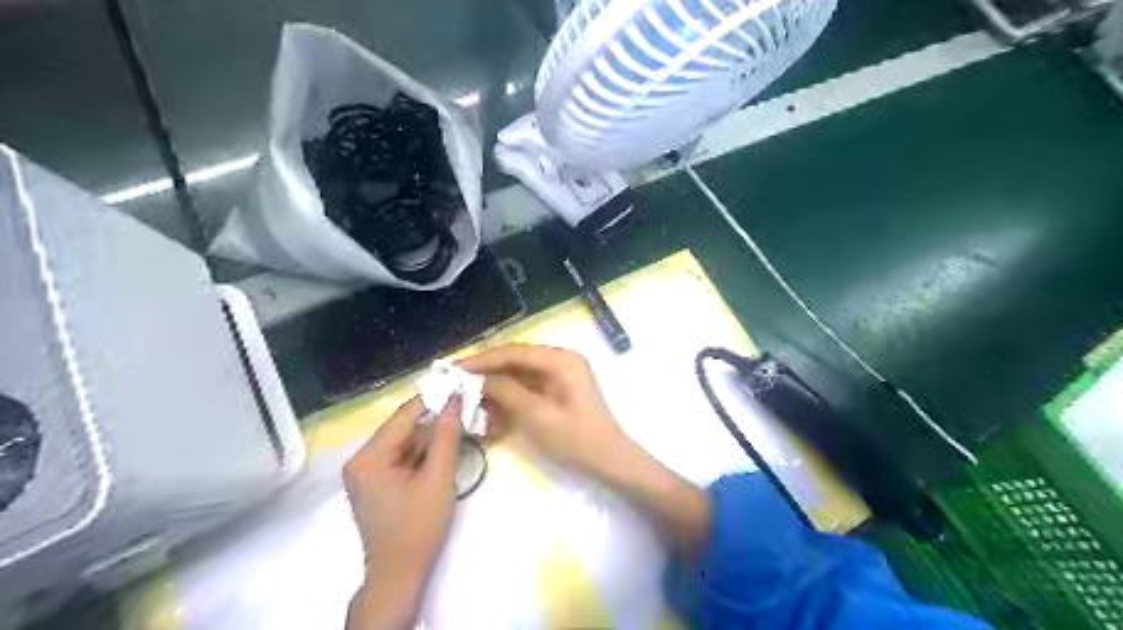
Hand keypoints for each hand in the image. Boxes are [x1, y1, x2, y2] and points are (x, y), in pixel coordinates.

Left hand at [346, 396, 462, 626]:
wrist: (400, 574)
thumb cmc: (418, 527)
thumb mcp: (438, 478)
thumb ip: (446, 436)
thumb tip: (455, 400)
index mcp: (369, 457)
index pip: (405, 415)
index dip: (435, 399)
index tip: (460, 384)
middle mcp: (361, 459)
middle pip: (404, 427)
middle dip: (435, 419)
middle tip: (466, 407)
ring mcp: (366, 471)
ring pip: (405, 441)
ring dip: (432, 436)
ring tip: (462, 425)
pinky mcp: (375, 481)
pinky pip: (403, 455)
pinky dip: (424, 452)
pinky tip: (446, 448)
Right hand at [458, 345, 626, 477]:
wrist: (609, 462)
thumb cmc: (576, 439)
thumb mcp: (537, 415)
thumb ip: (506, 392)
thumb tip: (478, 378)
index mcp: (561, 360)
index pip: (514, 352)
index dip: (482, 360)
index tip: (454, 368)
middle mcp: (560, 360)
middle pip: (515, 361)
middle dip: (486, 375)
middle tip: (456, 384)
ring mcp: (559, 376)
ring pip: (518, 376)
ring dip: (495, 391)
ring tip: (471, 407)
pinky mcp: (557, 391)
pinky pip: (527, 389)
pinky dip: (509, 401)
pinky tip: (491, 418)